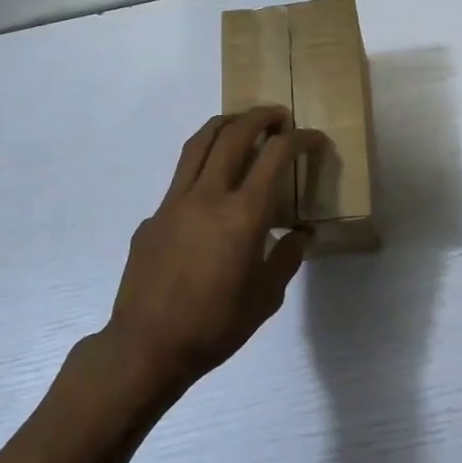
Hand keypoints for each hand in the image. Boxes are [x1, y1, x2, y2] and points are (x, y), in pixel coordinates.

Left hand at [99, 107, 326, 392]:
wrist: (147, 346)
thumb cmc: (215, 326)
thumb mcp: (266, 298)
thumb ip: (286, 258)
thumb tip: (300, 236)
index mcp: (243, 215)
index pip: (276, 156)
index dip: (300, 140)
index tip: (314, 139)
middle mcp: (208, 196)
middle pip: (234, 134)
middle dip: (261, 117)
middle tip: (279, 116)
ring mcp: (174, 202)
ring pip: (198, 144)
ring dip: (224, 125)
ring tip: (240, 123)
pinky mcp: (152, 217)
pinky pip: (180, 180)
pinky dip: (201, 167)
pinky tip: (210, 191)